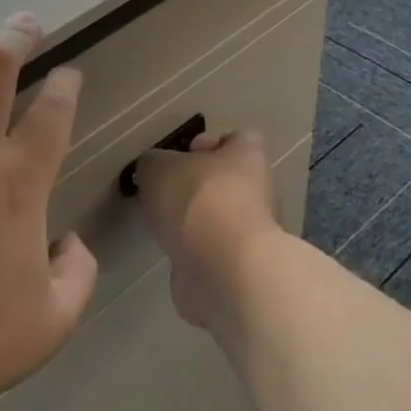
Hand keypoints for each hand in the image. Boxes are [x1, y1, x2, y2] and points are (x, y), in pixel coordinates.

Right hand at [133, 129, 282, 331]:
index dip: (209, 143)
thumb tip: (154, 170)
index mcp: (247, 156)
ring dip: (193, 220)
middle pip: (225, 179)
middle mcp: (258, 190)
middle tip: (163, 191)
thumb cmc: (197, 202)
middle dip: (195, 185)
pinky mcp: (240, 266)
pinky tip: (171, 251)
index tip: (181, 155)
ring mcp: (252, 232)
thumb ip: (153, 163)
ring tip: (162, 223)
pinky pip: (213, 248)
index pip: (236, 138)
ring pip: (218, 216)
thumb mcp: (157, 168)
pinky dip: (193, 250)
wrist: (224, 271)